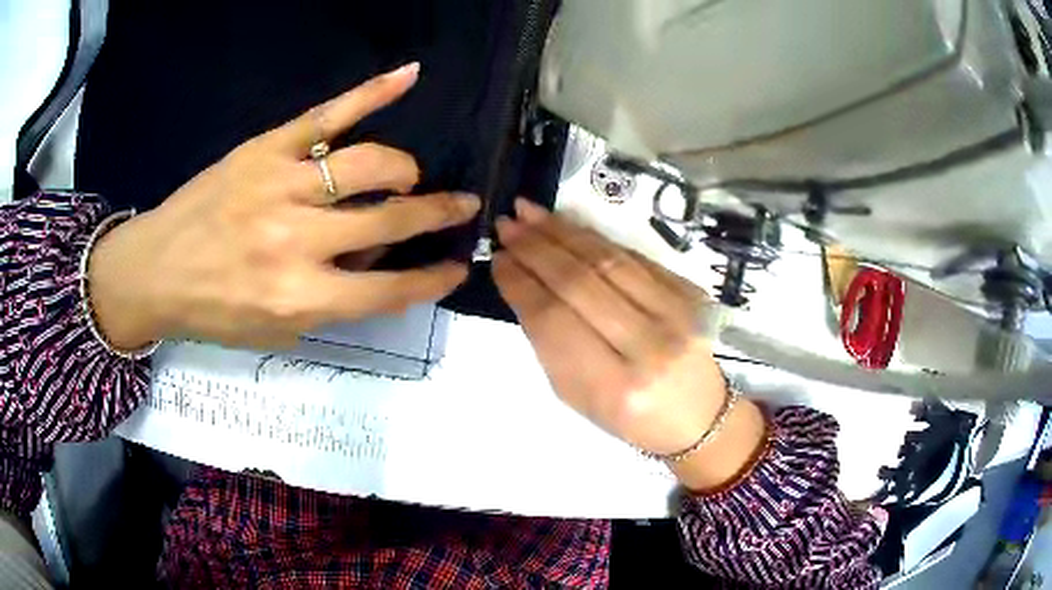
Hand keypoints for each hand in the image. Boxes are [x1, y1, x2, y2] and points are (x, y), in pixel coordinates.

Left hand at [88, 63, 479, 350]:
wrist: (154, 270)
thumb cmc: (213, 310)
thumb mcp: (275, 331)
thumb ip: (330, 303)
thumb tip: (374, 260)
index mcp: (298, 296)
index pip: (390, 289)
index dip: (433, 278)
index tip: (458, 266)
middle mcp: (297, 241)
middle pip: (391, 219)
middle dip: (438, 214)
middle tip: (462, 206)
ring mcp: (281, 185)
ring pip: (369, 164)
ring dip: (402, 170)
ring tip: (404, 177)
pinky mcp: (266, 148)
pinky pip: (328, 114)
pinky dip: (373, 92)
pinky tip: (410, 75)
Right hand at [494, 200, 766, 490]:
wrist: (698, 416)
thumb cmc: (629, 417)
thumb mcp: (577, 396)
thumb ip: (550, 343)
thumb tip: (524, 283)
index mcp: (614, 386)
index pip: (554, 320)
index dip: (520, 283)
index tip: (497, 258)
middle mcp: (649, 346)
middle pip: (580, 282)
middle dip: (535, 247)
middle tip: (507, 224)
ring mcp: (677, 315)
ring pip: (608, 261)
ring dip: (563, 232)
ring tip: (530, 213)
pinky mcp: (691, 294)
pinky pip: (634, 257)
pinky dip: (596, 239)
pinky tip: (569, 226)